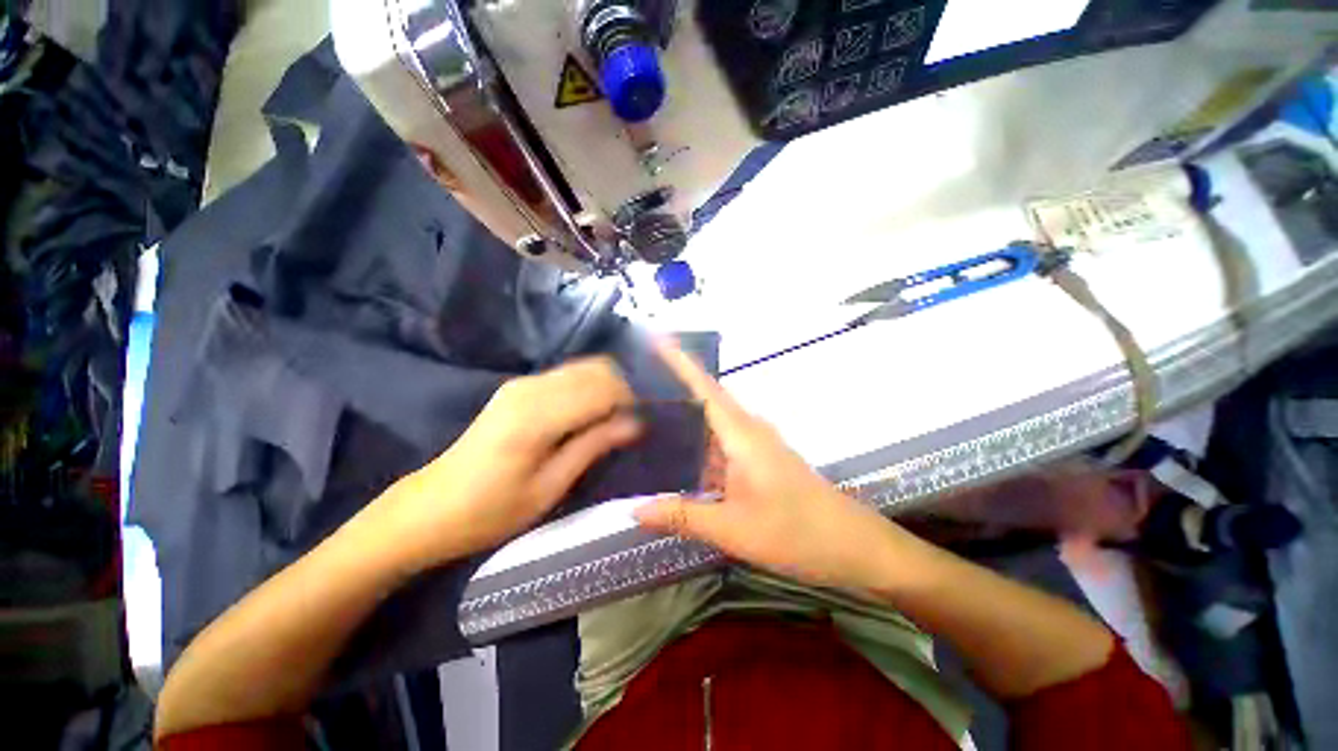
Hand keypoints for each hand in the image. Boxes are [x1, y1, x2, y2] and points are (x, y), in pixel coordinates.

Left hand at [378, 357, 640, 571]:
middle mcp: (531, 387)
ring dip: (606, 389)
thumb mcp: (550, 487)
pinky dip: (588, 389)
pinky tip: (587, 417)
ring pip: (585, 368)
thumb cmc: (491, 510)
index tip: (639, 427)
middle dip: (621, 391)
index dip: (629, 402)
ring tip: (611, 423)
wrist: (429, 508)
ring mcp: (523, 383)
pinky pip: (568, 376)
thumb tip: (635, 423)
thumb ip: (593, 446)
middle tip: (627, 425)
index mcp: (537, 415)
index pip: (603, 388)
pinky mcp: (519, 387)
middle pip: (597, 368)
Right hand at [634, 341, 901, 591]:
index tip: (655, 339)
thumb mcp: (733, 528)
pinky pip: (719, 447)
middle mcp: (746, 431)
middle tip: (630, 389)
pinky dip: (696, 448)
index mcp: (741, 434)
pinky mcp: (756, 462)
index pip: (704, 387)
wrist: (852, 545)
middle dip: (671, 390)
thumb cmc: (796, 531)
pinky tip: (674, 460)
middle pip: (704, 401)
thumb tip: (634, 510)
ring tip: (642, 420)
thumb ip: (683, 515)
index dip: (680, 362)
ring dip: (682, 421)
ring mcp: (753, 446)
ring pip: (711, 426)